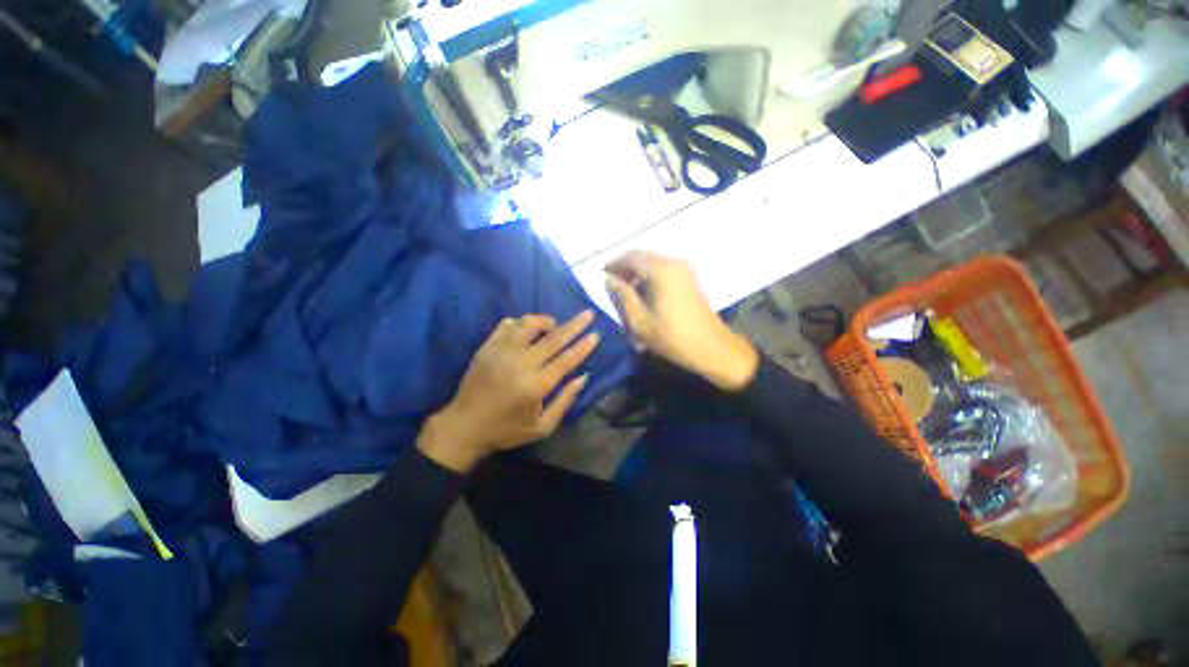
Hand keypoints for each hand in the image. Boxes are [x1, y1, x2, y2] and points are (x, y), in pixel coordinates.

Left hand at [417, 311, 599, 471]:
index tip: (596, 334)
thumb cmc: (507, 430)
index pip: (566, 359)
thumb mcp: (542, 426)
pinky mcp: (487, 347)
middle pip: (553, 338)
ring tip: (554, 325)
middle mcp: (520, 364)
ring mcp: (501, 352)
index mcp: (535, 386)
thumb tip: (584, 376)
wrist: (464, 426)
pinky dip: (521, 323)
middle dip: (575, 324)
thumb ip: (565, 400)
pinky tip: (526, 331)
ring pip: (528, 324)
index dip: (584, 346)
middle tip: (588, 314)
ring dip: (546, 321)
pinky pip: (507, 324)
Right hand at [605, 251, 757, 390]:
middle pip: (642, 257)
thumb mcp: (640, 320)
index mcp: (660, 270)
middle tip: (612, 283)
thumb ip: (622, 295)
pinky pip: (663, 270)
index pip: (630, 257)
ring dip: (637, 273)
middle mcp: (673, 263)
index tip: (601, 273)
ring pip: (653, 263)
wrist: (711, 347)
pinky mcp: (689, 279)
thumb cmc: (672, 336)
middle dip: (625, 267)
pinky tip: (643, 295)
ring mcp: (684, 270)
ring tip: (625, 292)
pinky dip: (649, 277)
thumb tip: (608, 278)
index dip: (613, 263)